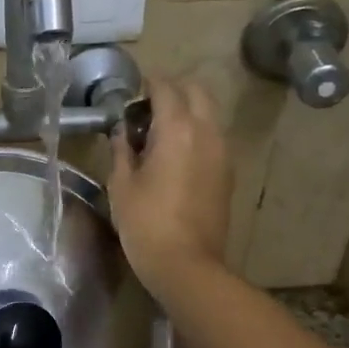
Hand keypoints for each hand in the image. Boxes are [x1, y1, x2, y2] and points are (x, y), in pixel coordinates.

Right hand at [107, 77, 231, 296]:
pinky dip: (195, 133)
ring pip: (208, 114)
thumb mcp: (121, 184)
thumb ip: (121, 148)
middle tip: (146, 109)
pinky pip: (213, 137)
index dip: (148, 84)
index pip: (166, 88)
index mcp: (177, 129)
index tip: (131, 92)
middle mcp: (206, 132)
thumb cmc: (145, 222)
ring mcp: (222, 152)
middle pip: (197, 91)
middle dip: (173, 91)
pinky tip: (173, 156)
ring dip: (186, 112)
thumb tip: (122, 129)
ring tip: (158, 133)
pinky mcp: (227, 172)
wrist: (186, 264)